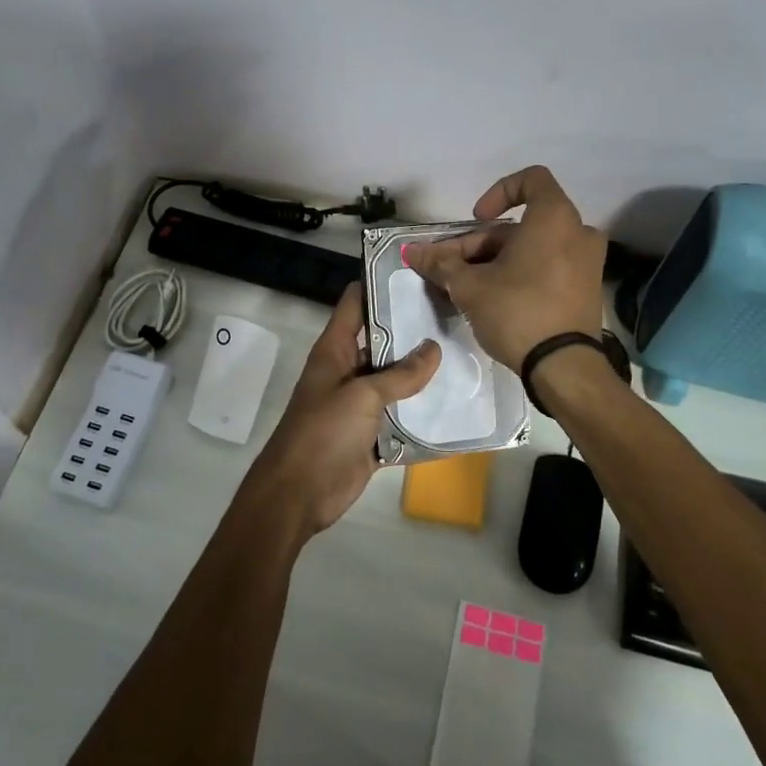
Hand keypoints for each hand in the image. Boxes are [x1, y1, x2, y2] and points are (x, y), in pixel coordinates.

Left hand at [242, 282, 440, 537]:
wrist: (299, 494)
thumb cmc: (323, 432)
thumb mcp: (362, 396)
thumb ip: (401, 374)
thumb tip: (434, 347)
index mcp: (335, 350)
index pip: (356, 303)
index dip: (380, 283)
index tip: (418, 272)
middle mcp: (348, 370)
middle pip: (383, 340)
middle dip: (414, 329)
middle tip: (457, 313)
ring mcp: (359, 403)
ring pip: (396, 380)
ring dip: (423, 373)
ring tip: (466, 352)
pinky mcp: (372, 434)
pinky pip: (401, 418)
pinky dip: (422, 413)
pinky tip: (457, 404)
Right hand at [404, 165, 606, 370]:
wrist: (564, 368)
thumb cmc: (517, 311)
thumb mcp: (470, 286)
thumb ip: (441, 263)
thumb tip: (411, 252)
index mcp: (554, 218)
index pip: (531, 179)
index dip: (498, 192)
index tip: (477, 219)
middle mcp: (578, 232)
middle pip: (521, 224)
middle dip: (481, 244)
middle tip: (451, 269)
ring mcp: (587, 262)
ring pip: (533, 248)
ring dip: (496, 260)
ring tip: (465, 288)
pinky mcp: (586, 289)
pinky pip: (549, 266)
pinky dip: (521, 272)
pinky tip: (492, 298)